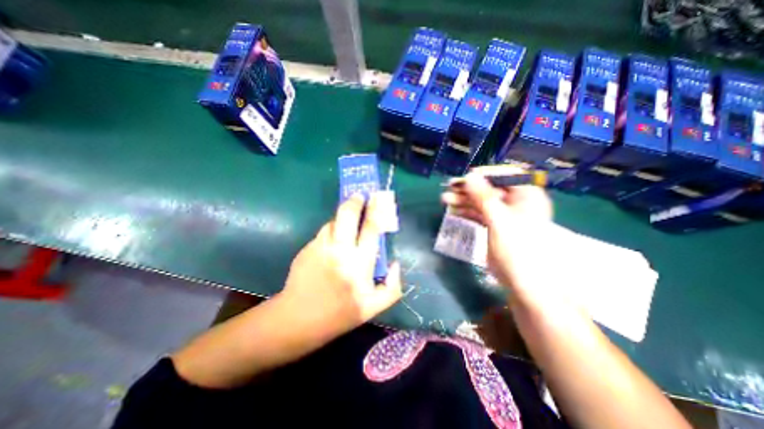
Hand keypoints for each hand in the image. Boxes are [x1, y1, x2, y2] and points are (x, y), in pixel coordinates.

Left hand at [277, 192, 400, 342]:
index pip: (371, 228)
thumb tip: (396, 263)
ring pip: (333, 221)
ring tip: (348, 219)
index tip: (377, 198)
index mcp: (359, 263)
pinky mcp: (307, 248)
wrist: (298, 319)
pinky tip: (334, 239)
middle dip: (355, 201)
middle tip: (359, 196)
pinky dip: (332, 230)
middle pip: (347, 215)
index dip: (376, 210)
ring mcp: (320, 247)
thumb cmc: (339, 315)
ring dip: (342, 216)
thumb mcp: (373, 308)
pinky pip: (323, 232)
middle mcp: (340, 250)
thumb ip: (393, 287)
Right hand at [439, 166, 569, 308]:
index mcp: (527, 196)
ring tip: (445, 199)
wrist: (523, 284)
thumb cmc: (518, 250)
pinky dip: (466, 211)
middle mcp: (516, 202)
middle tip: (450, 187)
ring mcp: (504, 214)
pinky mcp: (494, 225)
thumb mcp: (500, 221)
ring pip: (482, 201)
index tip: (467, 177)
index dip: (487, 174)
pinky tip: (453, 210)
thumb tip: (469, 176)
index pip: (508, 175)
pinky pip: (479, 213)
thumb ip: (484, 197)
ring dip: (464, 199)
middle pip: (490, 188)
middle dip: (469, 188)